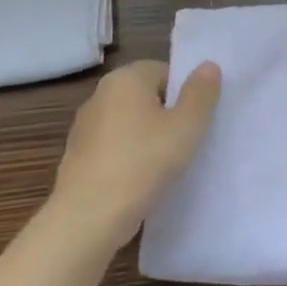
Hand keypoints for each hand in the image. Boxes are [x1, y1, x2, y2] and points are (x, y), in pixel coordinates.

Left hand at [52, 59, 220, 246]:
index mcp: (125, 79)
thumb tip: (208, 66)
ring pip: (131, 124)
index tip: (195, 121)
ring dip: (149, 139)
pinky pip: (115, 148)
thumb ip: (201, 93)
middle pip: (147, 97)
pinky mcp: (78, 159)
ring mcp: (84, 128)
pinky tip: (142, 181)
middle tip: (187, 141)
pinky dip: (130, 158)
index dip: (184, 94)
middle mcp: (100, 96)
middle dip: (168, 115)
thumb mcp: (187, 126)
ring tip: (167, 165)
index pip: (165, 72)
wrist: (88, 219)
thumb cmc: (143, 163)